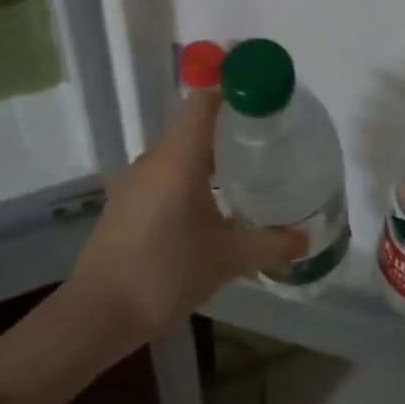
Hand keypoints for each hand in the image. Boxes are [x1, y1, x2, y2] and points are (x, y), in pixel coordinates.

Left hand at [70, 90, 304, 340]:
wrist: (99, 313)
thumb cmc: (165, 273)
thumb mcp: (227, 258)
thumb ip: (270, 244)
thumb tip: (305, 239)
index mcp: (178, 158)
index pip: (205, 101)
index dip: (236, 90)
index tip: (267, 98)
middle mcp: (154, 160)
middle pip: (196, 127)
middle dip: (233, 130)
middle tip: (272, 142)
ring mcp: (135, 182)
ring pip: (180, 155)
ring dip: (213, 158)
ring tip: (249, 174)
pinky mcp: (127, 204)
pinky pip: (166, 177)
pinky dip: (193, 180)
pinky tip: (212, 208)